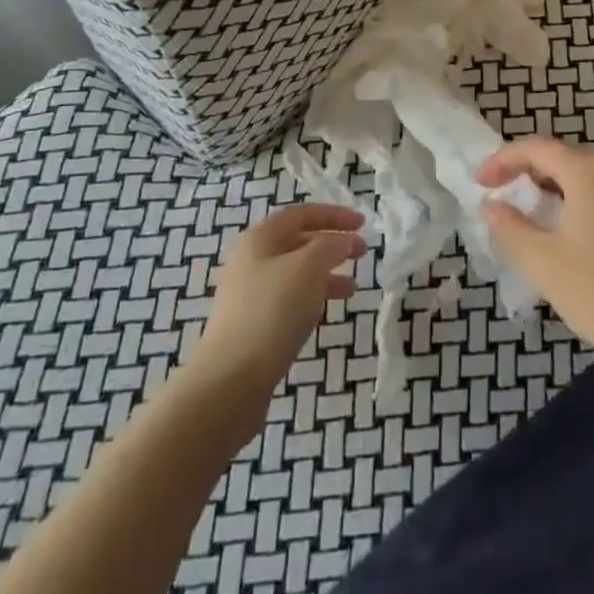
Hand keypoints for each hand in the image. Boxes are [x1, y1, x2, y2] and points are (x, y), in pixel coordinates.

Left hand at [195, 205, 365, 398]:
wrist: (231, 379)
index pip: (301, 214)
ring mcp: (249, 294)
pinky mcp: (252, 324)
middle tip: (362, 253)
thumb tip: (342, 241)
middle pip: (297, 242)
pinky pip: (288, 299)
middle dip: (332, 244)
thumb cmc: (272, 311)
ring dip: (325, 274)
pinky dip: (311, 298)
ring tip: (352, 288)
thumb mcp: (308, 268)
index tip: (362, 223)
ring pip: (295, 273)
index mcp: (260, 238)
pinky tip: (325, 312)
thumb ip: (330, 246)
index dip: (334, 215)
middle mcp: (251, 260)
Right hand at [478, 137, 593, 392]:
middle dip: (530, 177)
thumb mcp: (545, 264)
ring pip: (589, 178)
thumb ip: (510, 228)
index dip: (502, 161)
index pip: (536, 149)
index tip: (480, 184)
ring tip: (535, 222)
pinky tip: (576, 238)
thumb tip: (492, 206)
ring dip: (557, 192)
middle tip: (505, 203)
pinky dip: (584, 205)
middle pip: (564, 160)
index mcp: (592, 171)